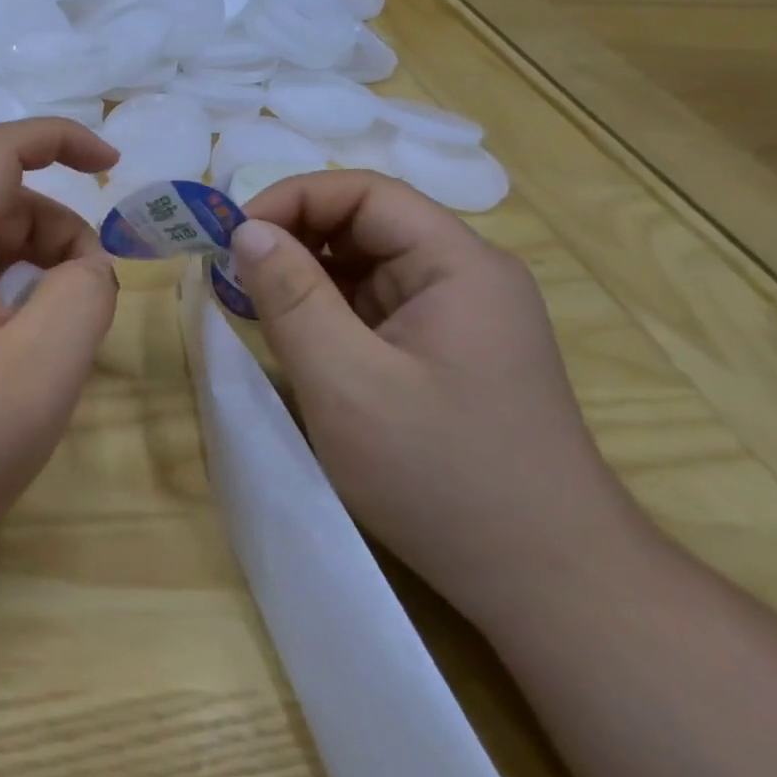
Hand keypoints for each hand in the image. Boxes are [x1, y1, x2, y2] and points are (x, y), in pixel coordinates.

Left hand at [0, 119, 120, 552]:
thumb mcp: (44, 364)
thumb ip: (85, 293)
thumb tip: (86, 269)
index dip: (59, 138)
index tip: (112, 166)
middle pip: (3, 208)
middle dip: (61, 236)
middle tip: (90, 304)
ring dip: (40, 275)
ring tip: (59, 343)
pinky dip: (14, 302)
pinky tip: (24, 359)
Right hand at [226, 171, 655, 627]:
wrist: (546, 583)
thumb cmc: (442, 476)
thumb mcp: (345, 381)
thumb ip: (290, 297)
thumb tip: (244, 230)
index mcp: (457, 266)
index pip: (365, 193)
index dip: (292, 199)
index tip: (233, 236)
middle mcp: (463, 277)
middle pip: (364, 224)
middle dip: (292, 237)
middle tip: (230, 271)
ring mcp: (454, 316)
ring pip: (363, 265)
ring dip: (302, 275)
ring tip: (249, 302)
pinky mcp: (439, 352)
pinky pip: (369, 306)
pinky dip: (322, 309)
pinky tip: (290, 334)